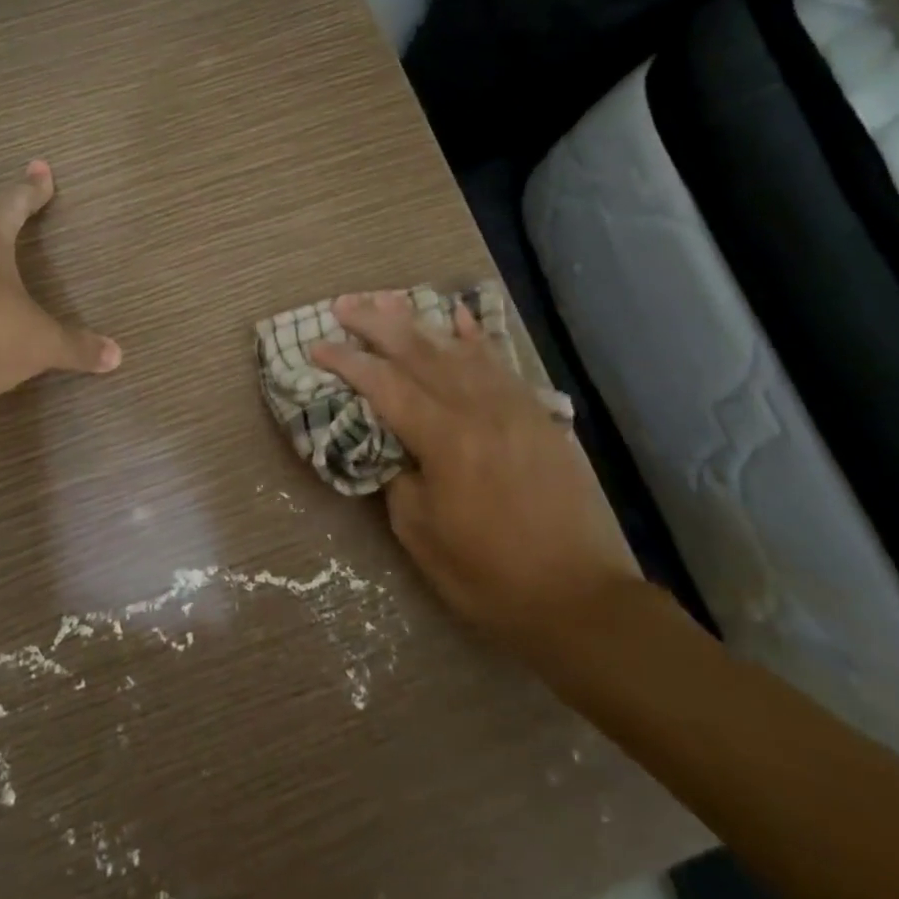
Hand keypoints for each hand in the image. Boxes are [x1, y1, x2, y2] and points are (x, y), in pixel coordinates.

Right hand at [309, 292, 638, 659]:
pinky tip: (460, 318)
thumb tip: (390, 447)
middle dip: (376, 324)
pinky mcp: (536, 415)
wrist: (581, 597)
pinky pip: (500, 363)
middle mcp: (478, 408)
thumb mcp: (422, 535)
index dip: (348, 362)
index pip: (385, 385)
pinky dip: (475, 337)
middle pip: (419, 352)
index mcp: (445, 439)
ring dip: (419, 322)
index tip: (317, 345)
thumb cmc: (490, 576)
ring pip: (457, 349)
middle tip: (344, 304)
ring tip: (388, 300)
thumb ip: (397, 478)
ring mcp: (512, 406)